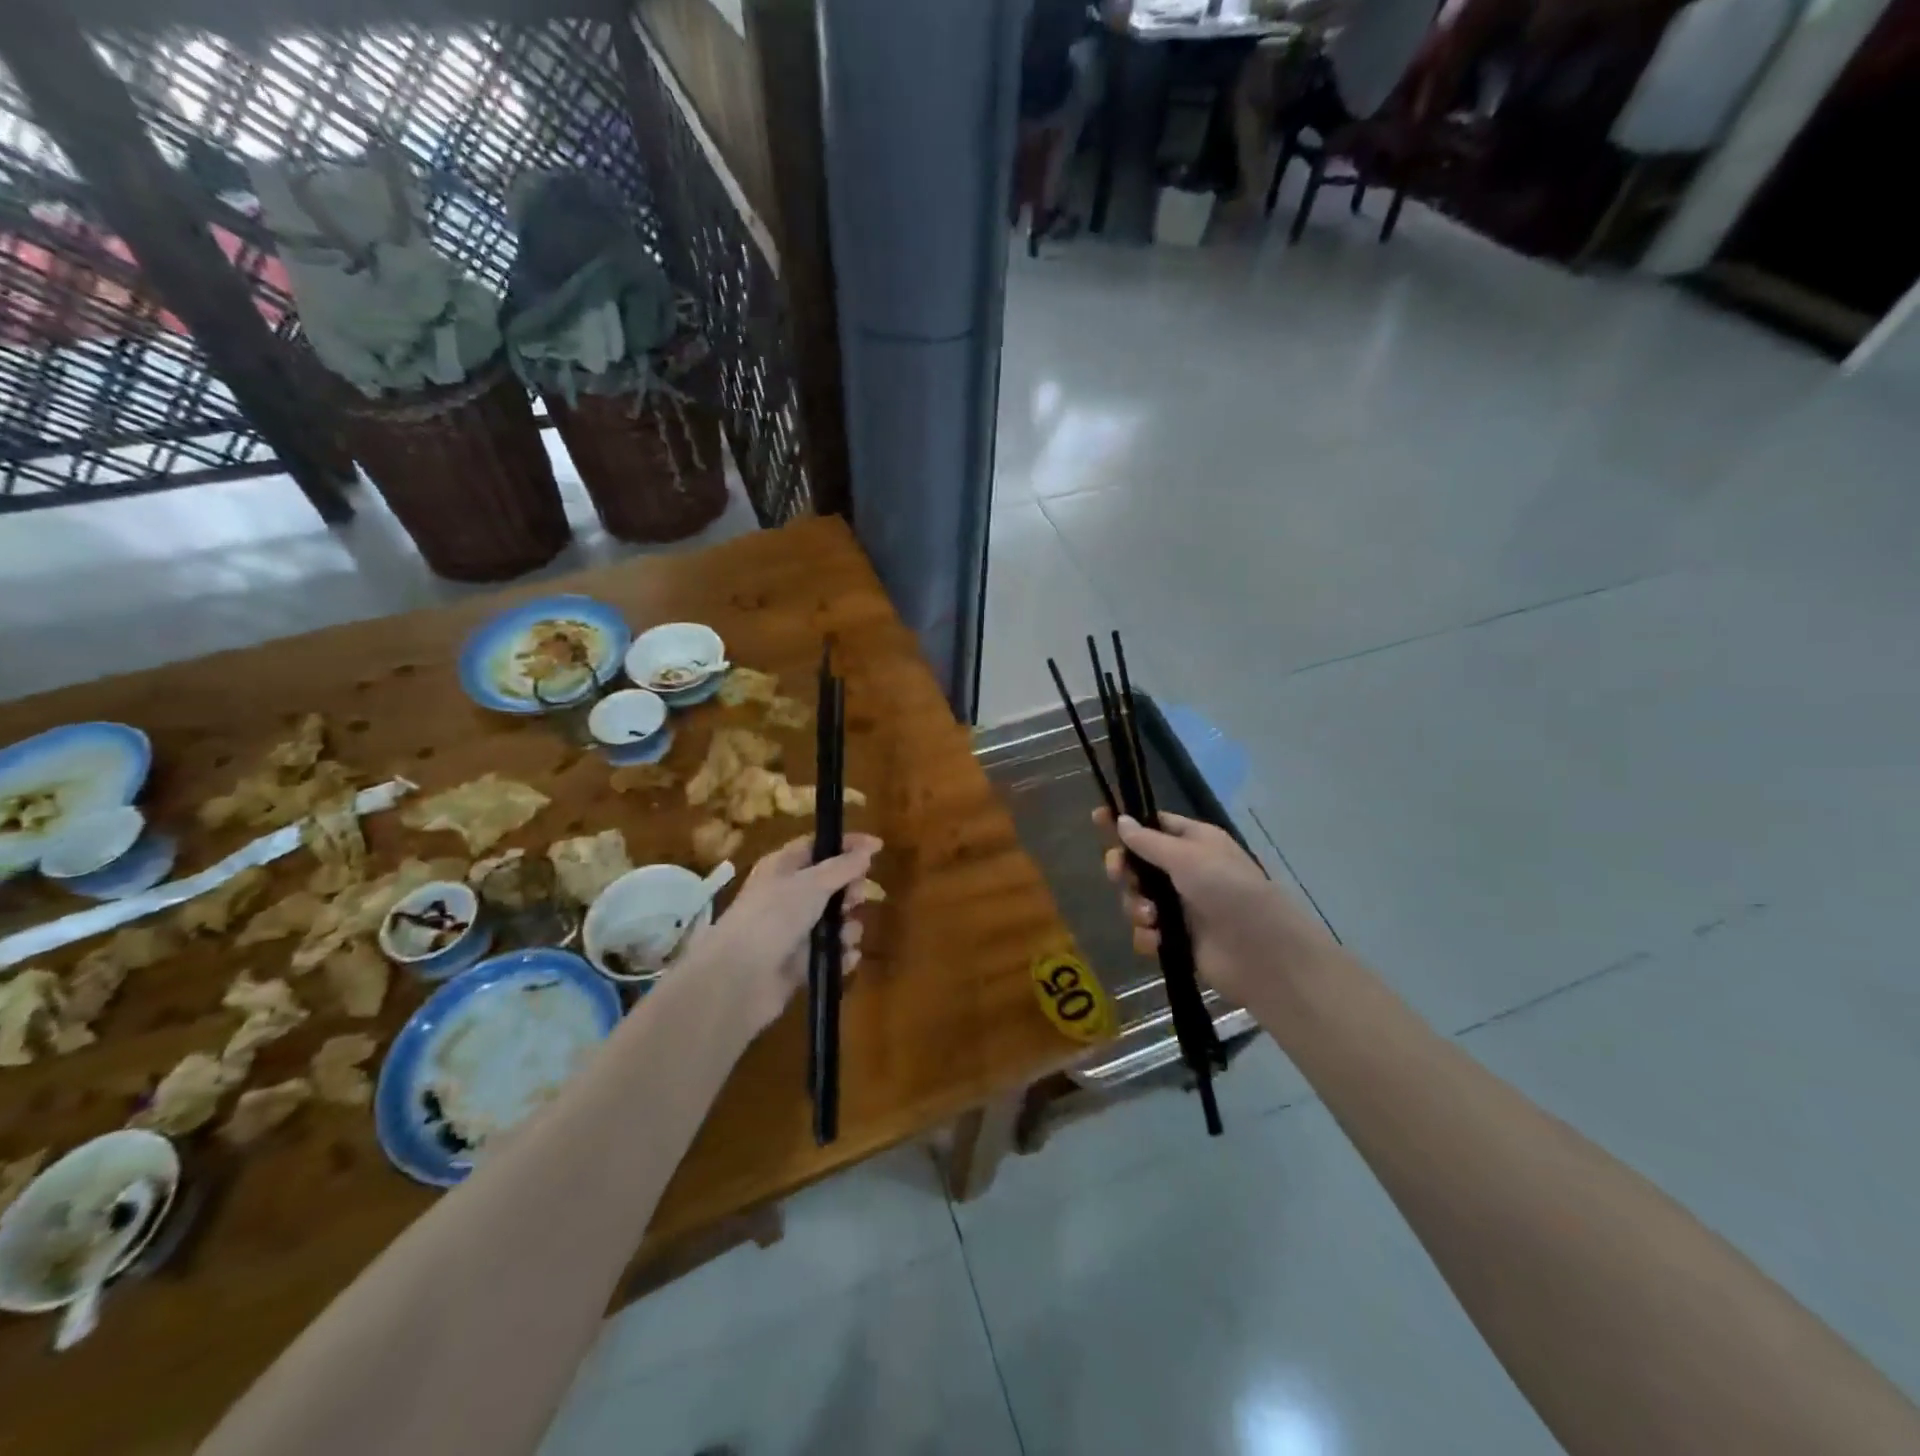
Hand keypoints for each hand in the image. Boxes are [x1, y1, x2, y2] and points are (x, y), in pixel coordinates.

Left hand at [680, 833, 882, 1033]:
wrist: (739, 979)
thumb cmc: (773, 917)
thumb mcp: (811, 884)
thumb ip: (843, 867)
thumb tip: (868, 849)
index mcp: (782, 868)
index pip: (818, 846)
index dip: (847, 845)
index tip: (878, 847)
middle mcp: (788, 896)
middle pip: (832, 885)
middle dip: (851, 891)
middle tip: (855, 898)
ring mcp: (794, 932)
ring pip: (836, 922)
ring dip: (849, 927)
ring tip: (845, 936)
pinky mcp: (800, 964)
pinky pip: (831, 953)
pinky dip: (841, 955)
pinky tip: (844, 958)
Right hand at [1097, 809, 1334, 1006]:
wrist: (1262, 954)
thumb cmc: (1228, 891)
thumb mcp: (1187, 857)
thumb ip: (1148, 842)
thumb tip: (1120, 821)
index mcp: (1195, 842)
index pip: (1154, 825)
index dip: (1126, 823)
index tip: (1097, 818)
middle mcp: (1187, 871)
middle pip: (1138, 863)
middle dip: (1124, 869)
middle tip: (1118, 874)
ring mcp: (1182, 907)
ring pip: (1138, 898)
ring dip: (1136, 906)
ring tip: (1152, 918)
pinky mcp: (1178, 940)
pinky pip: (1146, 931)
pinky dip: (1146, 935)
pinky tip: (1157, 940)